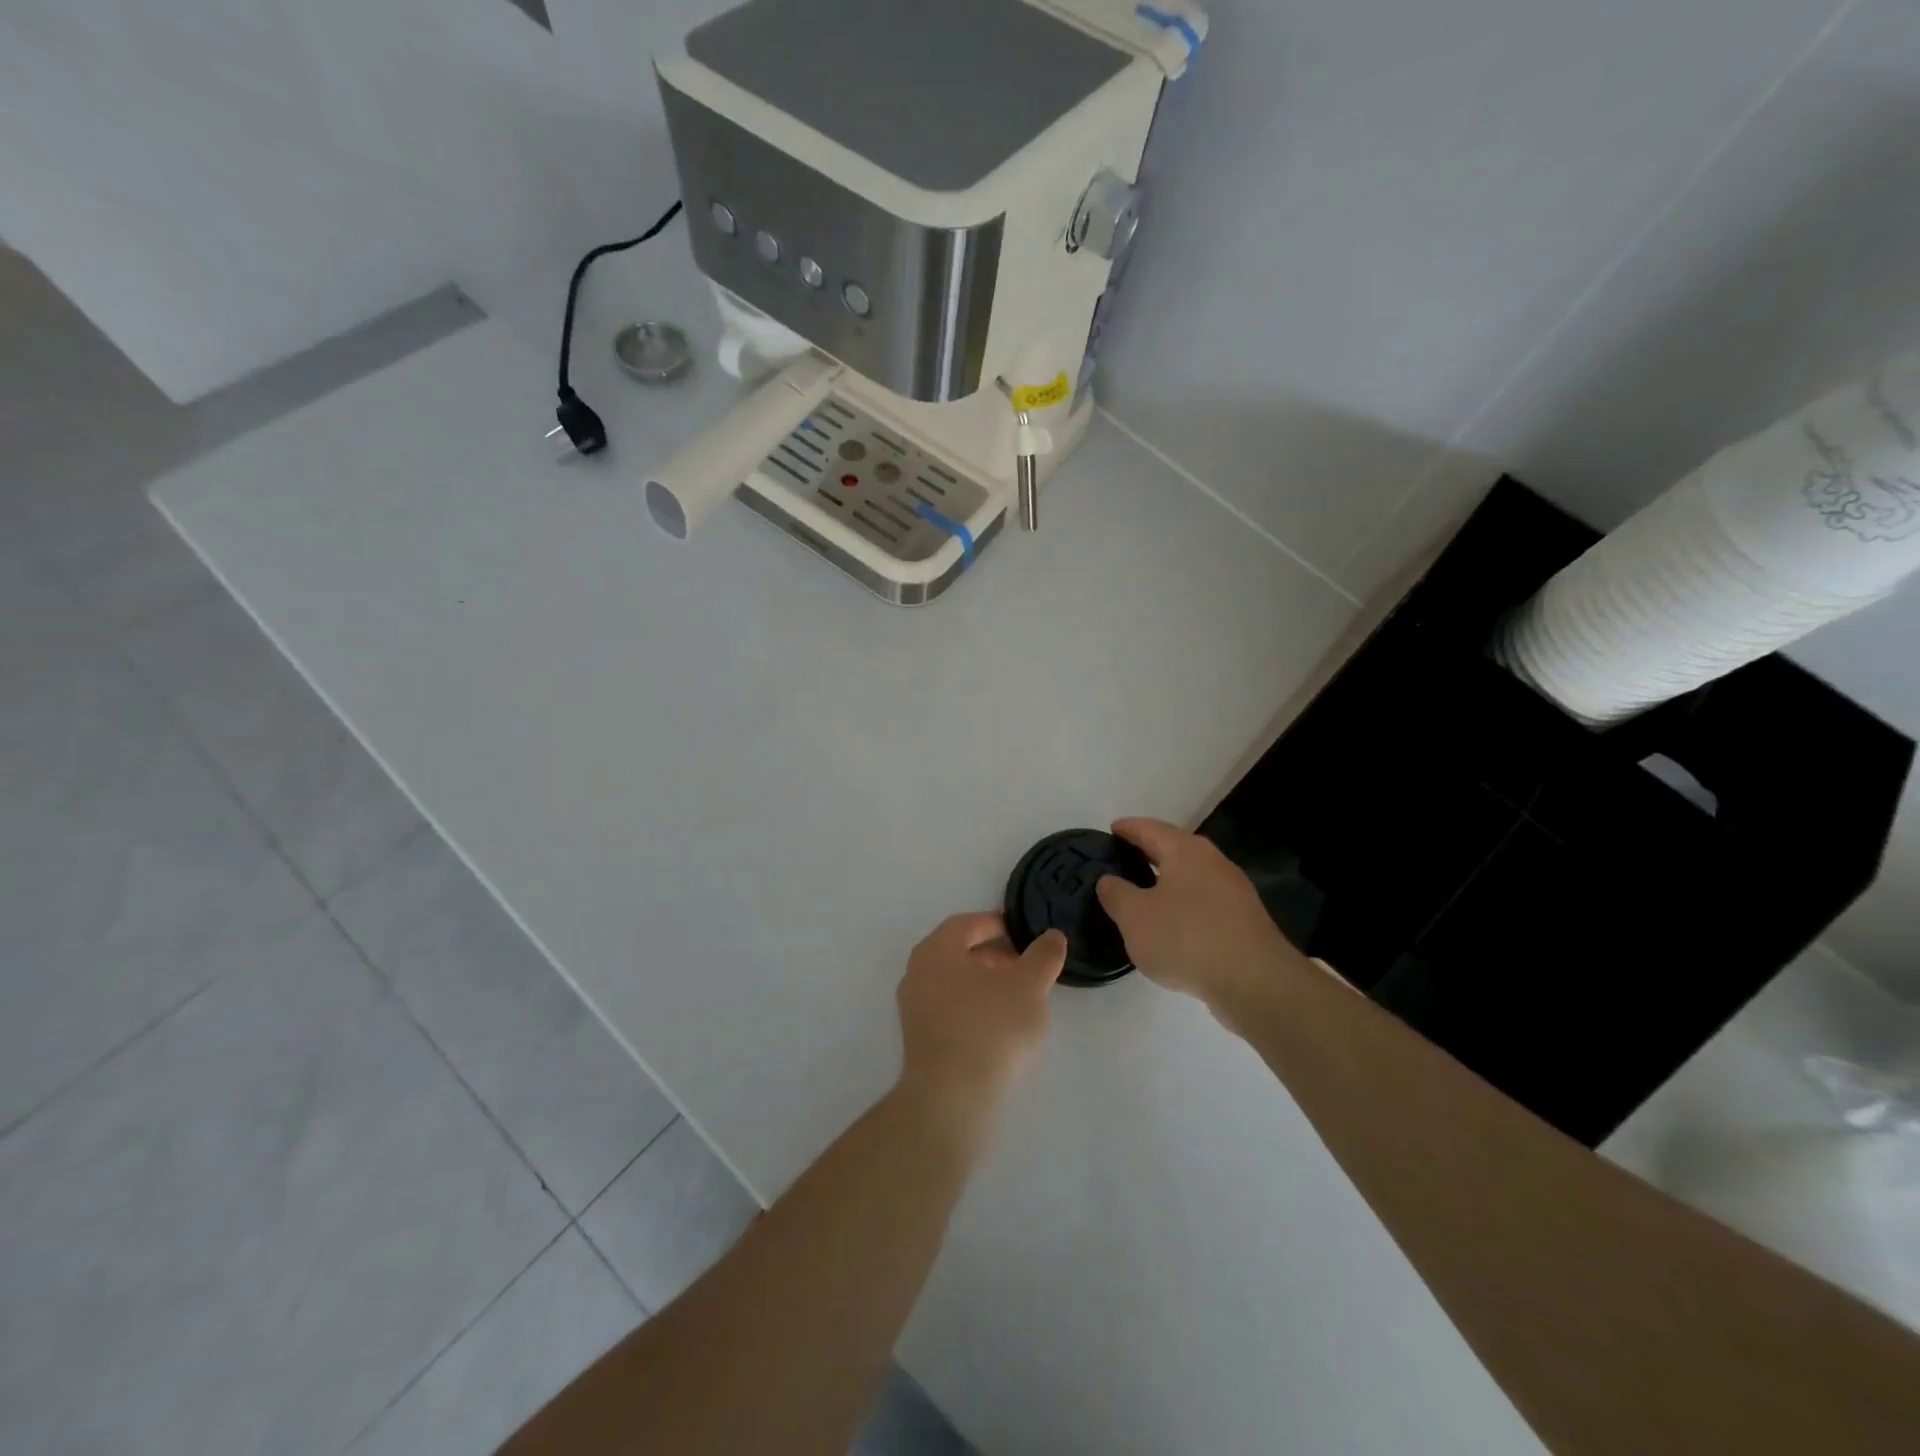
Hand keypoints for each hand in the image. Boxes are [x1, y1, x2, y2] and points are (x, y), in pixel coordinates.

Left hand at [895, 913, 1066, 1129]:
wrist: (952, 1096)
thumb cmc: (991, 1028)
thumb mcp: (1030, 986)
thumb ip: (1043, 956)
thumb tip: (1052, 936)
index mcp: (937, 949)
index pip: (967, 924)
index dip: (997, 924)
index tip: (1022, 934)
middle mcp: (917, 971)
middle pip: (958, 952)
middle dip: (992, 955)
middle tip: (1024, 968)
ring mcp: (913, 1007)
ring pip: (953, 982)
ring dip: (983, 983)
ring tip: (1016, 999)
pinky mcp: (917, 1038)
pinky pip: (948, 1008)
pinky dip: (972, 1007)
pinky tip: (997, 1027)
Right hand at [1095, 818, 1295, 1016]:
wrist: (1256, 983)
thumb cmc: (1186, 939)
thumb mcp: (1135, 917)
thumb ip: (1116, 894)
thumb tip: (1109, 880)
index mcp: (1185, 851)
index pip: (1149, 828)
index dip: (1128, 828)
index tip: (1111, 829)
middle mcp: (1212, 861)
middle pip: (1174, 848)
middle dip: (1148, 851)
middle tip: (1122, 859)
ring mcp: (1233, 890)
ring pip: (1191, 875)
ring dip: (1167, 880)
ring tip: (1142, 892)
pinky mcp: (1243, 919)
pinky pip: (1204, 900)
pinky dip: (1183, 903)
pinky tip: (1172, 923)